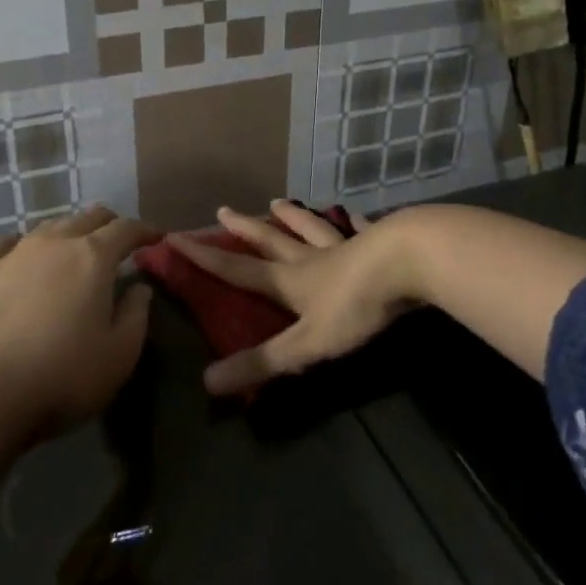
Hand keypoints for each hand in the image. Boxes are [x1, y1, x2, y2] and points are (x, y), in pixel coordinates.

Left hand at [0, 205, 158, 441]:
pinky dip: (17, 245)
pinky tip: (16, 256)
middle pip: (88, 217)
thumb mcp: (118, 355)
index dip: (145, 231)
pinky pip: (1, 243)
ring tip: (71, 251)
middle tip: (118, 242)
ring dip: (67, 233)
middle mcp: (55, 242)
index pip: (126, 229)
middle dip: (109, 225)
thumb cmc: (60, 376)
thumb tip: (140, 288)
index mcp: (94, 257)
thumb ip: (136, 315)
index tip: (156, 238)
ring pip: (47, 226)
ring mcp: (12, 253)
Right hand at [170, 201, 415, 395]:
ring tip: (278, 201)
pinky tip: (354, 214)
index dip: (206, 258)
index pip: (239, 270)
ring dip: (293, 217)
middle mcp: (311, 259)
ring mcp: (346, 246)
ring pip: (312, 229)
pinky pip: (360, 229)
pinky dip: (353, 222)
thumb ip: (263, 362)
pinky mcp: (378, 242)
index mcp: (291, 282)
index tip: (176, 237)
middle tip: (223, 210)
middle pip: (271, 241)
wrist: (409, 263)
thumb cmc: (355, 305)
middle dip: (245, 229)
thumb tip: (208, 383)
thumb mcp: (307, 344)